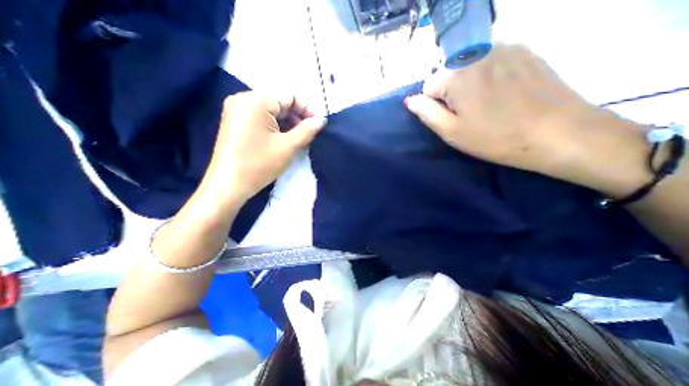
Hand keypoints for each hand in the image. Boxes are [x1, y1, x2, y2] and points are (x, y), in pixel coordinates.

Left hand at [202, 92, 326, 204]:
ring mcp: (236, 111)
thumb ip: (307, 130)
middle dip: (297, 118)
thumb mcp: (288, 146)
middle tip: (309, 135)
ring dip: (287, 123)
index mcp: (255, 100)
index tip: (318, 126)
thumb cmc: (259, 164)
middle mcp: (243, 99)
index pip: (289, 96)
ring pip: (271, 112)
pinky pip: (260, 118)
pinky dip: (275, 127)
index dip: (307, 110)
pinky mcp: (234, 122)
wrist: (228, 185)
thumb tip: (322, 120)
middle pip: (279, 102)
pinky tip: (282, 139)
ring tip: (297, 139)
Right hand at [405, 44, 651, 196]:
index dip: (436, 105)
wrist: (557, 132)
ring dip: (471, 84)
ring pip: (469, 68)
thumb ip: (426, 113)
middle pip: (449, 74)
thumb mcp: (451, 131)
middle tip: (471, 114)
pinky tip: (506, 93)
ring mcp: (505, 47)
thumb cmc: (494, 137)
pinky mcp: (525, 50)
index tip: (454, 118)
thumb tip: (410, 100)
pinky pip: (492, 62)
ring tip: (490, 104)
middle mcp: (477, 53)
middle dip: (452, 93)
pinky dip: (491, 76)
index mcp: (456, 75)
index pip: (428, 86)